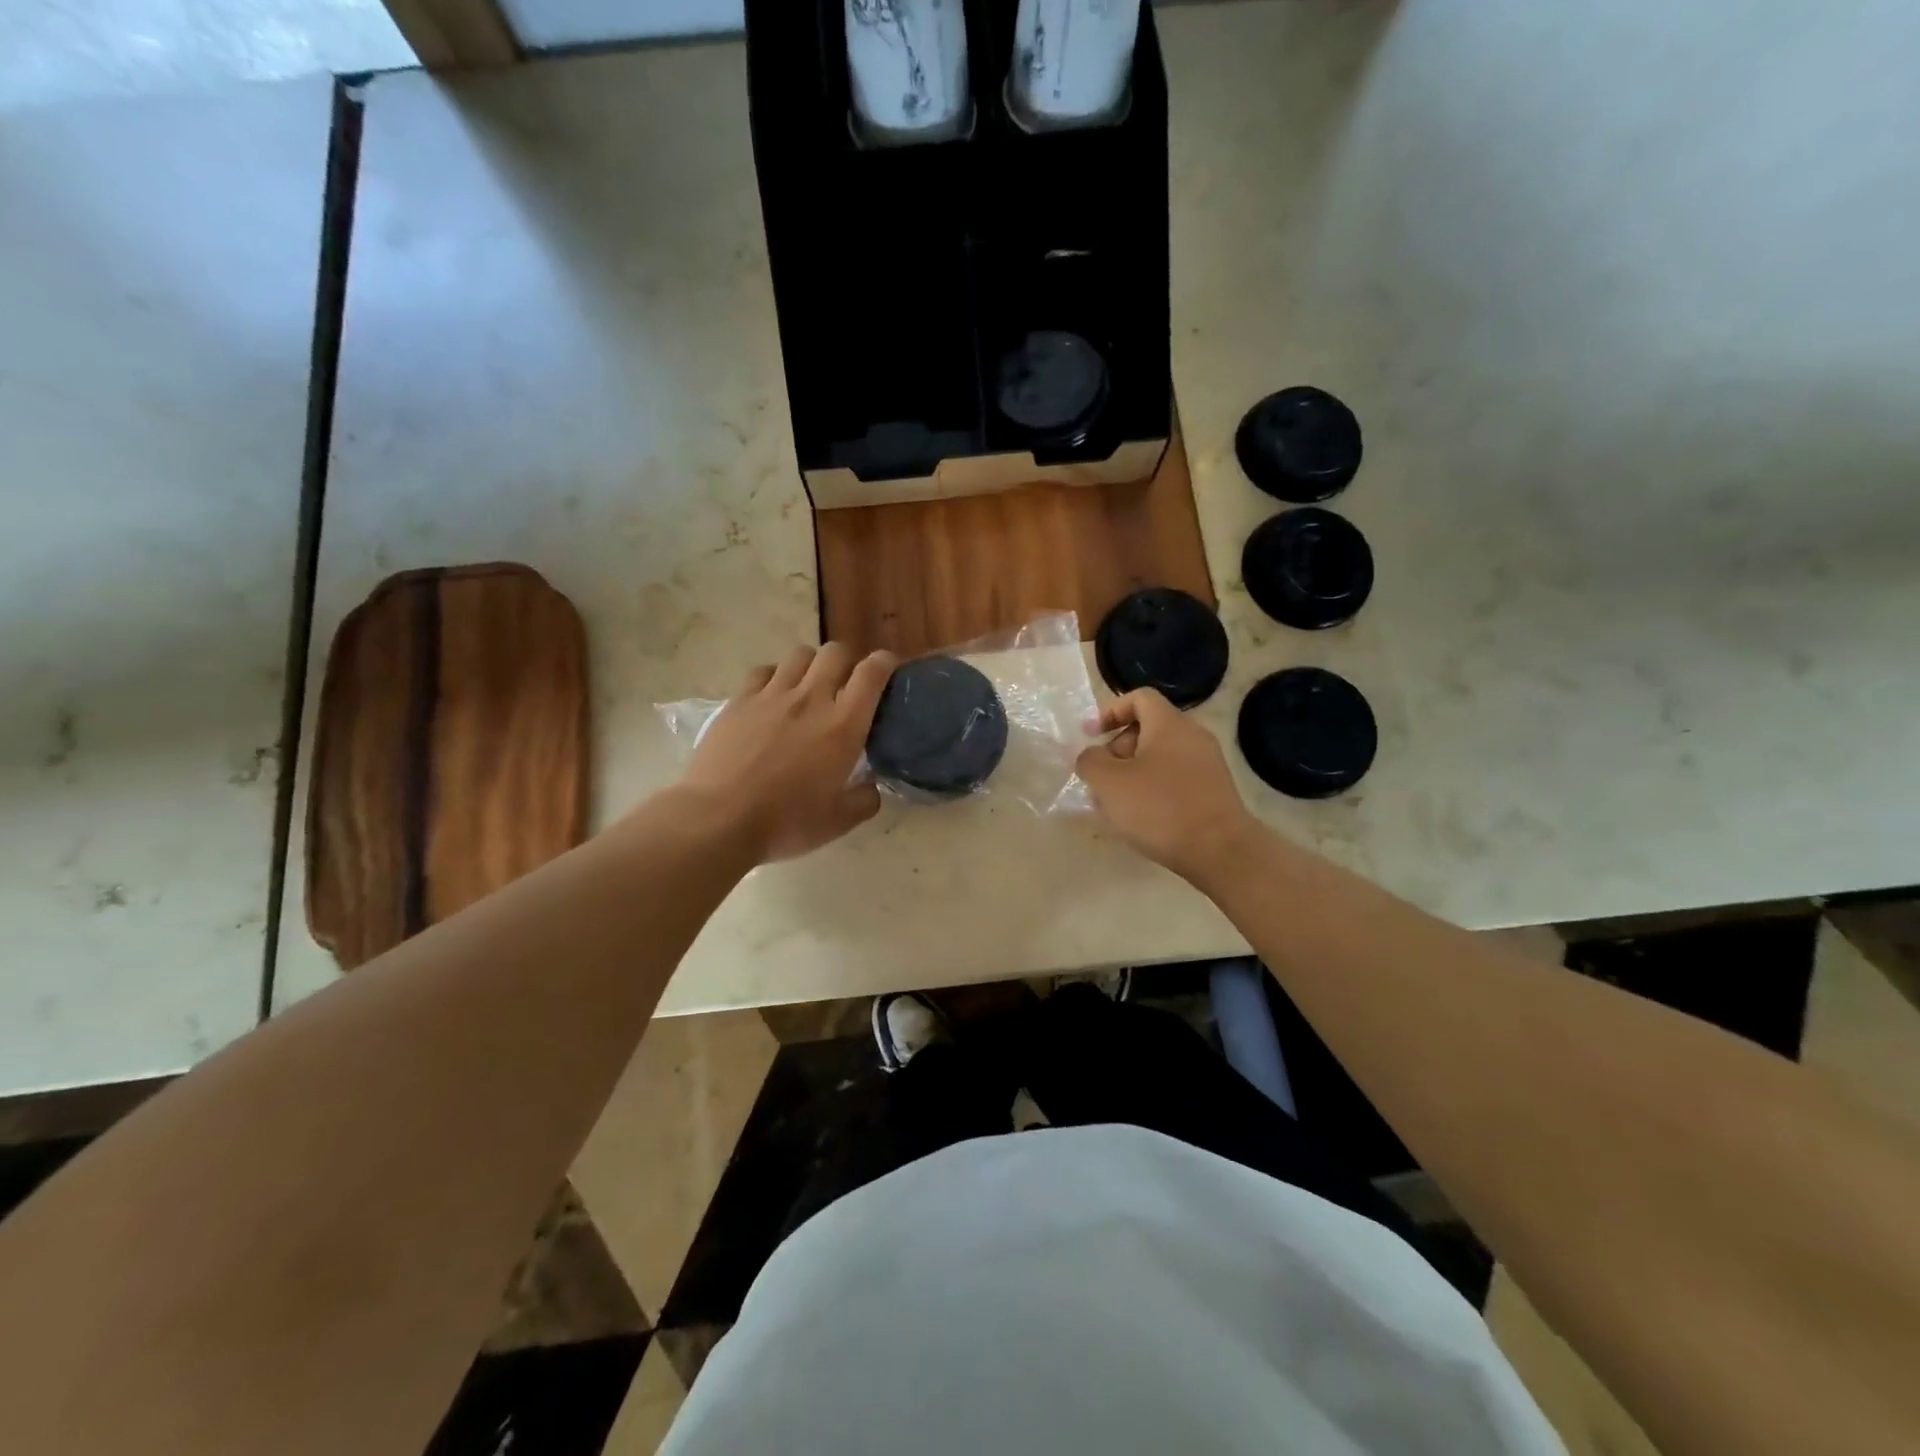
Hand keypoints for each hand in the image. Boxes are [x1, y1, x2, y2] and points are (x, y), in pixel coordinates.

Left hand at [682, 643, 896, 861]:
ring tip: (809, 688)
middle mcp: (811, 699)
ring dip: (812, 666)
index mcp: (843, 725)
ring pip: (800, 655)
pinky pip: (763, 670)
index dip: (886, 662)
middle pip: (836, 652)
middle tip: (847, 685)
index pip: (872, 672)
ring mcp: (771, 695)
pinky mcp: (739, 700)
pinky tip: (773, 696)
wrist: (718, 819)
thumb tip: (872, 787)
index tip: (890, 670)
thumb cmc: (785, 822)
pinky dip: (775, 676)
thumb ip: (865, 800)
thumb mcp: (838, 822)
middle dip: (848, 661)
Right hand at [1075, 689, 1262, 884]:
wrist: (1220, 851)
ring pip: (1159, 759)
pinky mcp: (1213, 793)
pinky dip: (1152, 792)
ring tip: (1113, 807)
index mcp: (1168, 724)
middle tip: (1100, 780)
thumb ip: (1090, 761)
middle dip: (1117, 751)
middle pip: (1147, 730)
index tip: (1090, 736)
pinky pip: (1174, 781)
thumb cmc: (1159, 808)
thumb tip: (1090, 756)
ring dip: (1131, 776)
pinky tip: (1140, 821)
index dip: (1110, 711)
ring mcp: (1207, 765)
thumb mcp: (1109, 782)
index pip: (1139, 698)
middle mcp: (1192, 737)